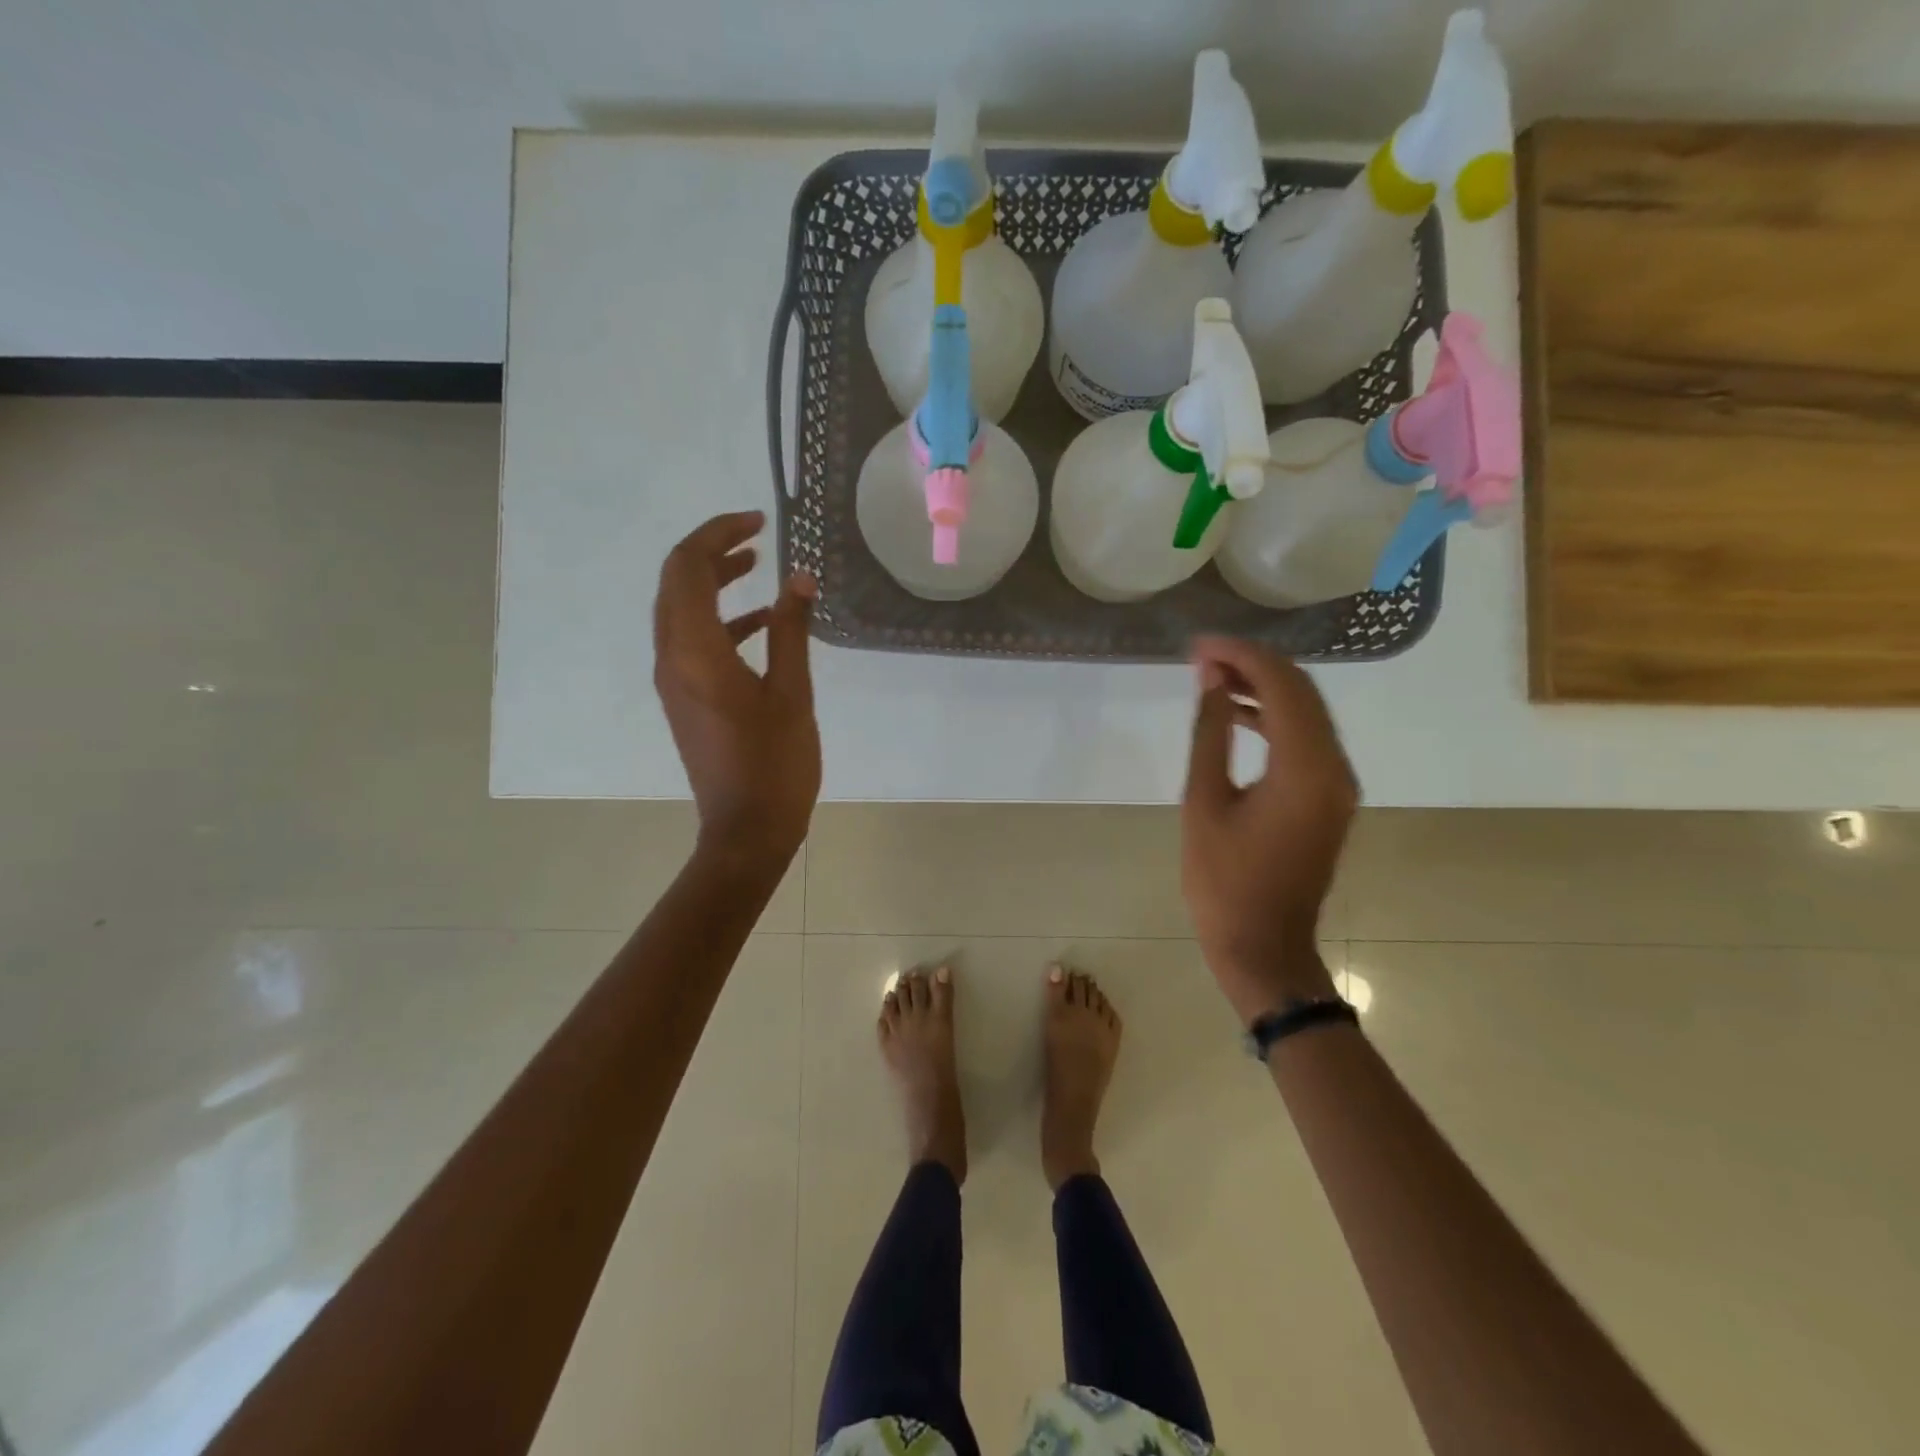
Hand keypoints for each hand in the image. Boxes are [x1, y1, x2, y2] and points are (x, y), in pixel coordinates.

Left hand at [653, 512, 820, 866]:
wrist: (747, 829)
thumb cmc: (775, 763)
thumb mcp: (791, 692)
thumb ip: (791, 630)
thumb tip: (798, 578)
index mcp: (694, 651)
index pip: (687, 567)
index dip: (718, 534)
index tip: (758, 523)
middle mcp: (671, 658)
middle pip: (675, 583)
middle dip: (712, 552)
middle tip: (755, 537)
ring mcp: (673, 681)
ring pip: (681, 611)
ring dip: (713, 583)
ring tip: (757, 568)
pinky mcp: (684, 698)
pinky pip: (692, 641)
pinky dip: (720, 620)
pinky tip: (761, 624)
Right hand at [1181, 637, 1354, 1022]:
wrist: (1264, 946)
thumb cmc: (1223, 881)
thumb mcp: (1204, 802)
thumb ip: (1211, 734)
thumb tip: (1214, 681)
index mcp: (1305, 769)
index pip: (1282, 686)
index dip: (1241, 655)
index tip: (1199, 646)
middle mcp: (1335, 768)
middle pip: (1303, 692)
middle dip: (1254, 664)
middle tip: (1203, 657)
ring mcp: (1338, 784)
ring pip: (1308, 713)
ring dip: (1265, 688)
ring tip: (1214, 678)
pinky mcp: (1330, 798)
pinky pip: (1308, 740)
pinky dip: (1276, 718)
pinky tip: (1238, 714)